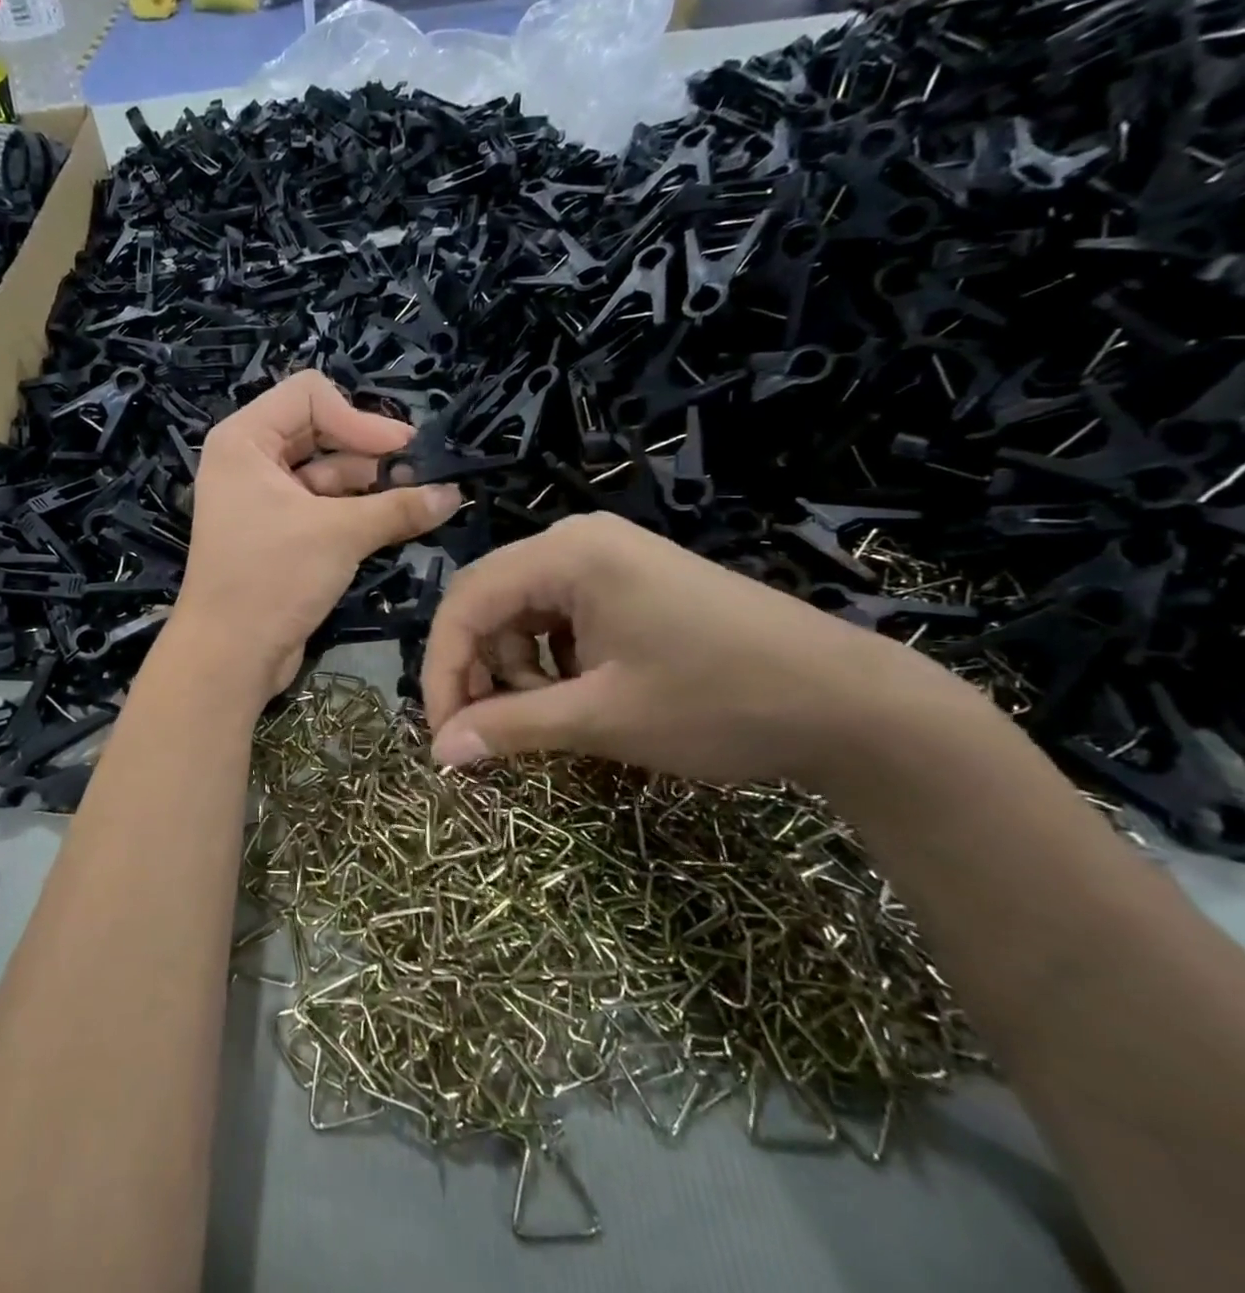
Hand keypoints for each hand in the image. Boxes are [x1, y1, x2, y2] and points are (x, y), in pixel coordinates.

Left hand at [175, 372, 461, 694]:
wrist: (228, 656)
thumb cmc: (271, 578)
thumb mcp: (339, 534)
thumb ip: (398, 507)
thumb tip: (453, 494)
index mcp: (245, 440)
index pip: (310, 395)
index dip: (358, 417)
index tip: (401, 451)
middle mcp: (249, 461)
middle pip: (320, 432)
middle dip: (369, 452)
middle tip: (419, 474)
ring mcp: (262, 498)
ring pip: (326, 472)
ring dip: (370, 485)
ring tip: (417, 501)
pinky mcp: (278, 533)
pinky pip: (322, 506)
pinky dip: (356, 511)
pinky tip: (396, 522)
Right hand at [421, 512, 984, 787]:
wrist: (852, 704)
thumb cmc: (719, 702)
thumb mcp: (602, 718)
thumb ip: (511, 727)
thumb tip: (440, 752)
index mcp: (567, 553)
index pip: (465, 602)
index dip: (442, 669)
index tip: (442, 735)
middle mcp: (579, 541)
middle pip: (489, 602)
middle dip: (479, 670)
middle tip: (488, 732)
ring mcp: (608, 558)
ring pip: (521, 613)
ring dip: (516, 669)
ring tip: (549, 717)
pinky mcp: (629, 583)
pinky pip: (558, 617)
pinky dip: (550, 660)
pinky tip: (578, 694)